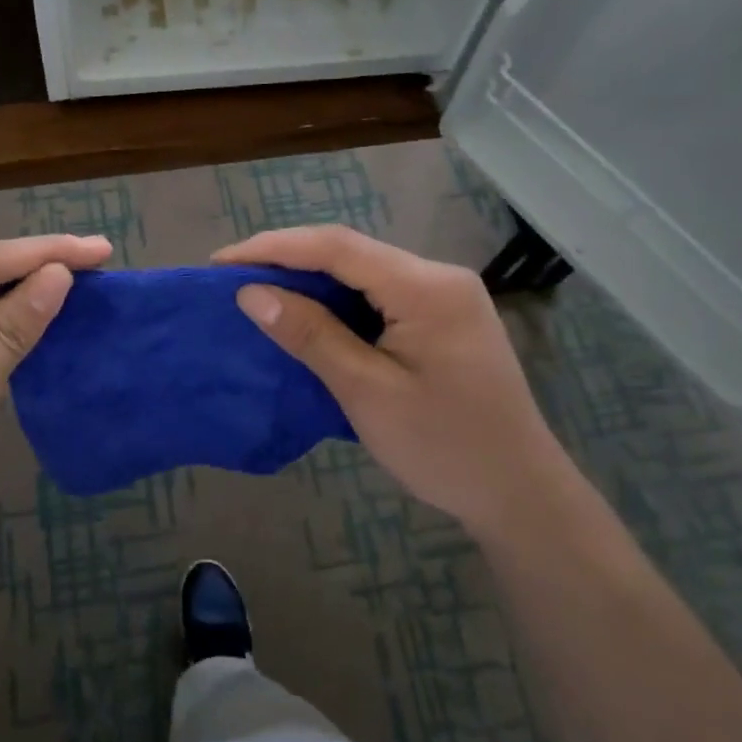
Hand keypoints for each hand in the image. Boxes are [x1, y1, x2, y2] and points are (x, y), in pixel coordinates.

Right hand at [215, 227, 576, 535]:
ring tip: (258, 289)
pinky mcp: (443, 317)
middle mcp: (438, 276)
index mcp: (426, 287)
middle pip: (349, 251)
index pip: (336, 247)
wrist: (520, 494)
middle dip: (287, 258)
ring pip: (362, 270)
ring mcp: (445, 296)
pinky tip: (308, 311)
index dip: (273, 248)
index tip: (220, 262)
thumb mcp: (367, 392)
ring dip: (310, 277)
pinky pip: (379, 293)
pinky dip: (337, 298)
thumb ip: (311, 335)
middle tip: (231, 276)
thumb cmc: (443, 447)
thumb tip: (251, 293)